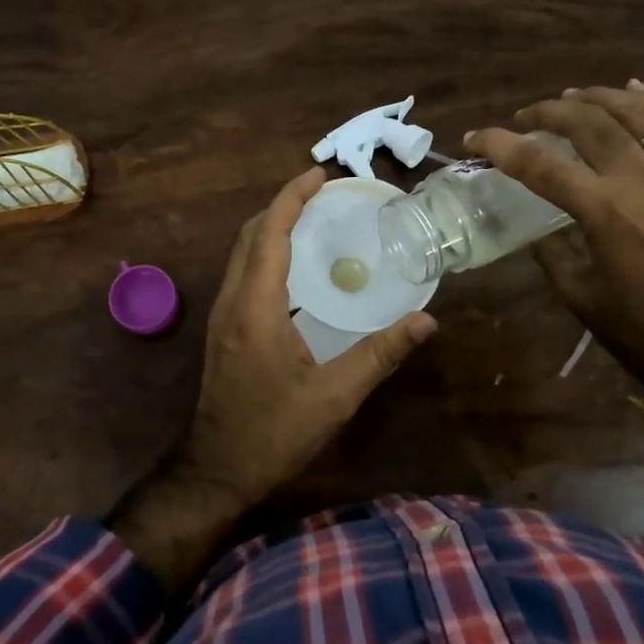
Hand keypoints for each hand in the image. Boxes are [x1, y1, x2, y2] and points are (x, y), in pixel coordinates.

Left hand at [183, 166, 436, 503]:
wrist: (217, 469)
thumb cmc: (274, 432)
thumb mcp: (335, 397)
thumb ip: (380, 355)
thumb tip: (426, 321)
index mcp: (256, 307)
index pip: (269, 234)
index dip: (291, 198)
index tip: (318, 174)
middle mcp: (233, 302)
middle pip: (250, 235)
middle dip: (281, 205)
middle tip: (320, 193)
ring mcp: (223, 316)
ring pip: (241, 253)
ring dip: (271, 227)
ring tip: (309, 219)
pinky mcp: (224, 330)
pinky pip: (242, 273)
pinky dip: (265, 252)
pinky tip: (292, 268)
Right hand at [468, 83, 643, 400]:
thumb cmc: (640, 329)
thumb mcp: (578, 294)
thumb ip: (551, 250)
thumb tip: (536, 224)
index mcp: (605, 212)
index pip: (539, 164)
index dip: (500, 145)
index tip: (474, 138)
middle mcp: (642, 180)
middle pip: (588, 122)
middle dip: (547, 111)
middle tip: (524, 117)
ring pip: (637, 113)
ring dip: (598, 97)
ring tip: (572, 96)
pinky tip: (634, 91)